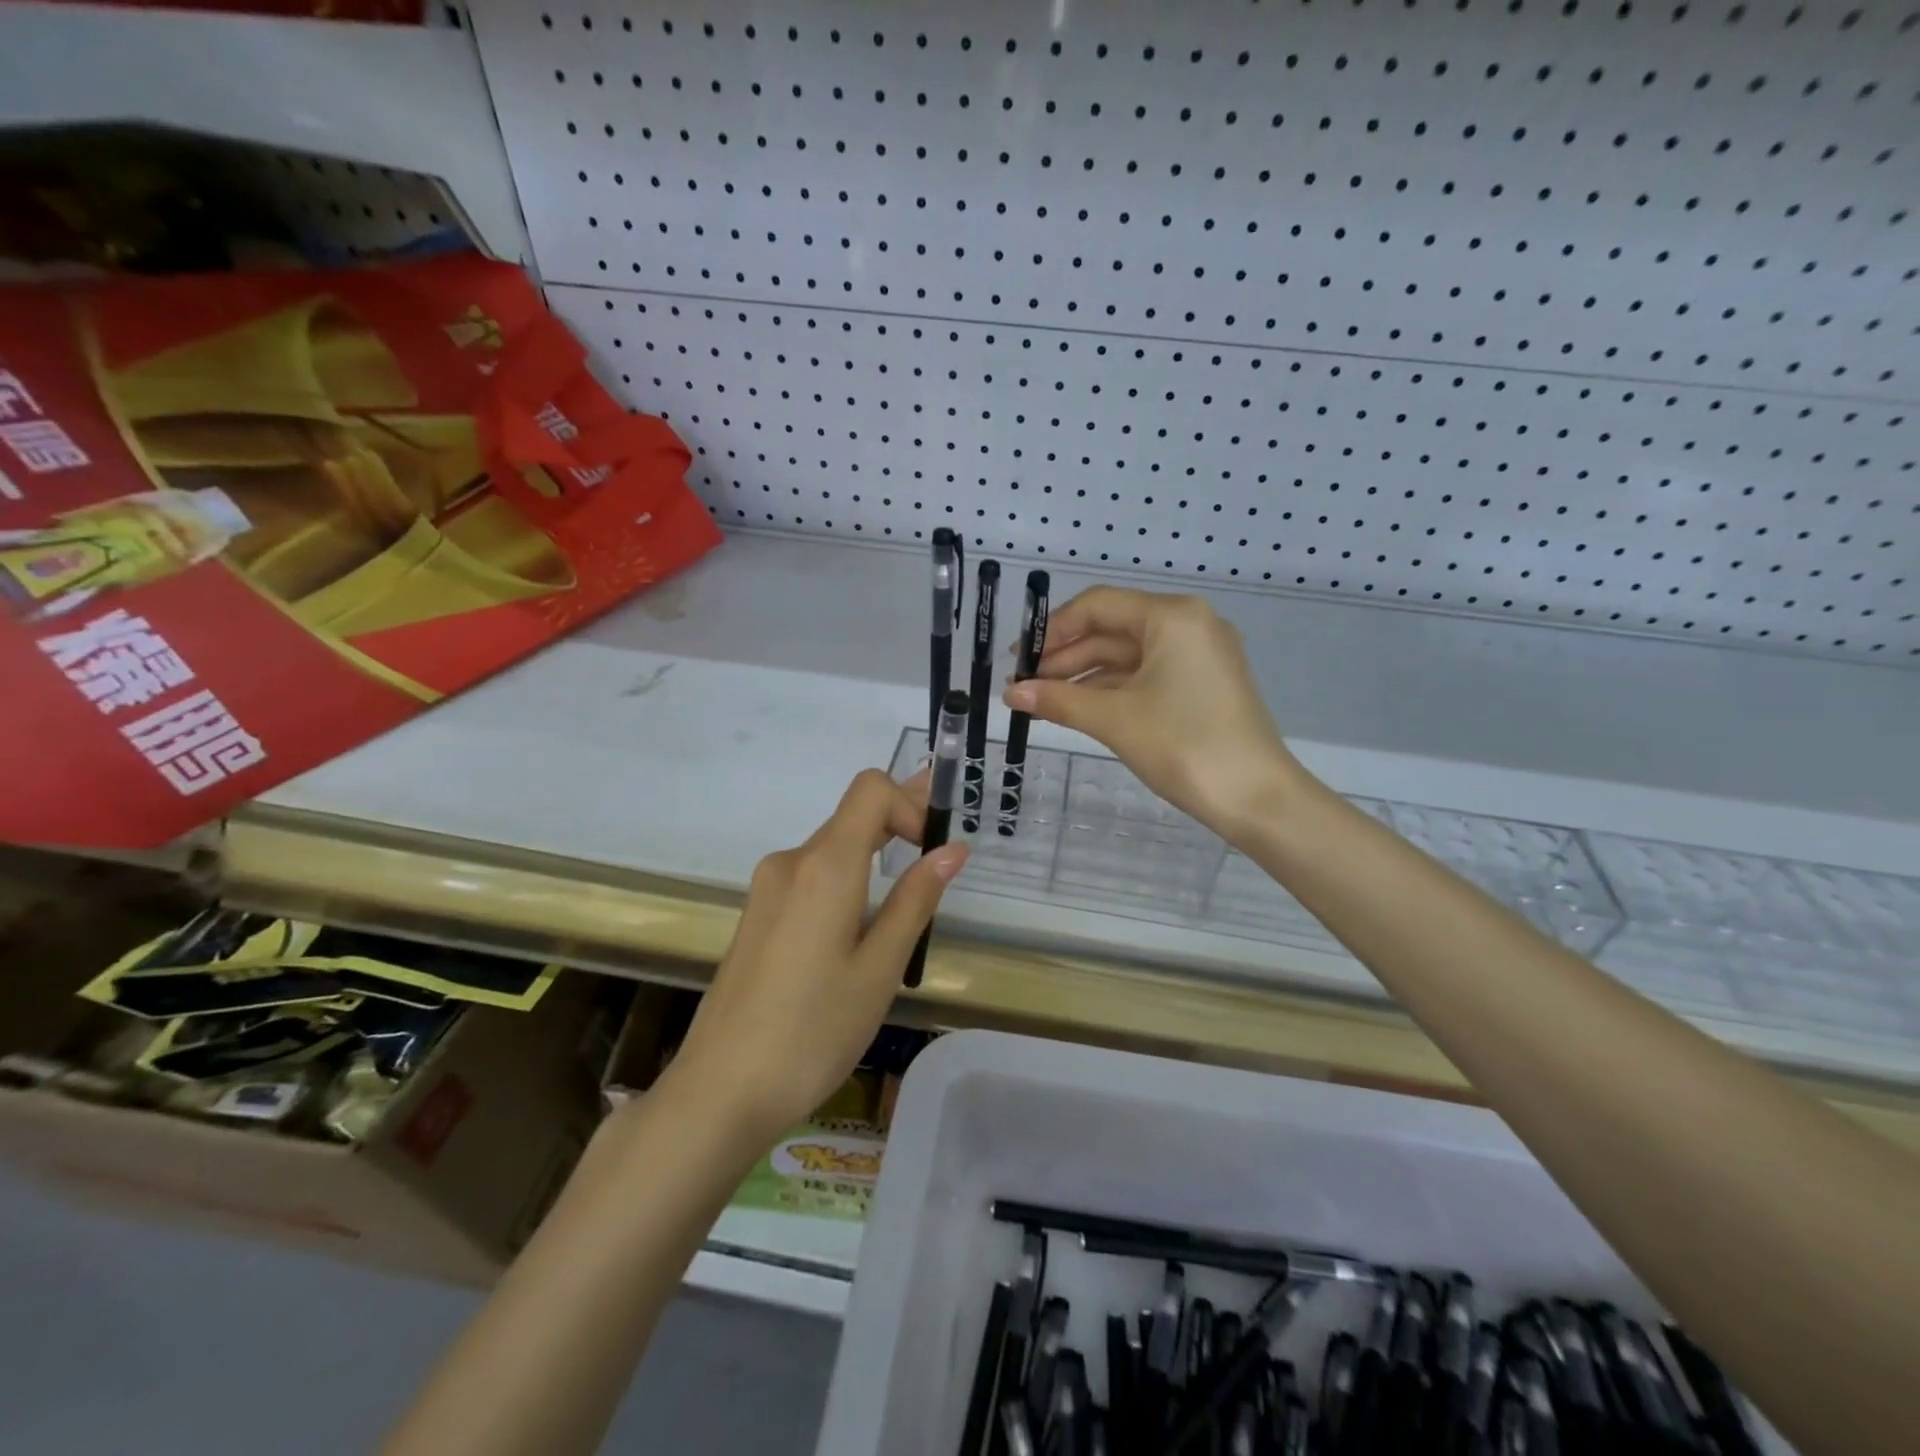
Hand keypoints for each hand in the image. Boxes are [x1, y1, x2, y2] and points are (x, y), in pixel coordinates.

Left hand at [672, 770, 967, 1139]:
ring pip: (832, 848)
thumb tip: (952, 849)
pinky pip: (811, 877)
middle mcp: (790, 862)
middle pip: (852, 815)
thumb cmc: (813, 1032)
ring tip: (907, 899)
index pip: (870, 788)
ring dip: (874, 857)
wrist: (721, 1090)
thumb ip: (915, 900)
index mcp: (824, 866)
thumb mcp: (880, 969)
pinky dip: (846, 881)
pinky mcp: (758, 914)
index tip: (930, 851)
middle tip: (941, 855)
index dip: (910, 803)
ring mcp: (767, 888)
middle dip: (900, 825)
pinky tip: (859, 930)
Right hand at [1003, 587, 1305, 844]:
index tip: (1018, 660)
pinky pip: (1146, 675)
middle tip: (1022, 685)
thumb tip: (1010, 693)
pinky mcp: (1202, 684)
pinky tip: (1078, 707)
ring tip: (1042, 700)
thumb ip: (1059, 700)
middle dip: (1065, 657)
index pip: (1097, 606)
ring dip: (1083, 676)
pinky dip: (1111, 689)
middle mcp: (1188, 624)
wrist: (1257, 798)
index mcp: (1172, 617)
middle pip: (1112, 629)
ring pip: (1127, 656)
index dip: (1052, 631)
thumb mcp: (1114, 720)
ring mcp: (1198, 655)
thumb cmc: (1184, 746)